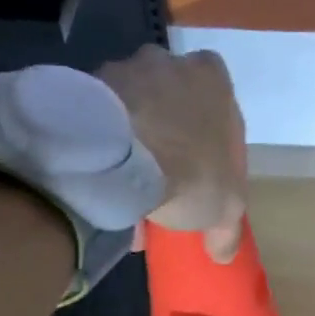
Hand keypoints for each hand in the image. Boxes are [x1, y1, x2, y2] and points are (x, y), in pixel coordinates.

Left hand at [98, 45, 247, 260]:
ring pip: (137, 116)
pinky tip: (108, 191)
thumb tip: (223, 253)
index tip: (206, 183)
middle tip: (167, 188)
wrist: (119, 155)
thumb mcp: (225, 209)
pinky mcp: (87, 88)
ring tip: (130, 198)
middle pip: (176, 110)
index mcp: (212, 78)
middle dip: (173, 145)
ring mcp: (124, 70)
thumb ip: (228, 229)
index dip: (215, 153)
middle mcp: (169, 62)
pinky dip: (107, 153)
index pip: (222, 113)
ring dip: (137, 151)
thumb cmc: (190, 171)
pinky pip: (104, 125)